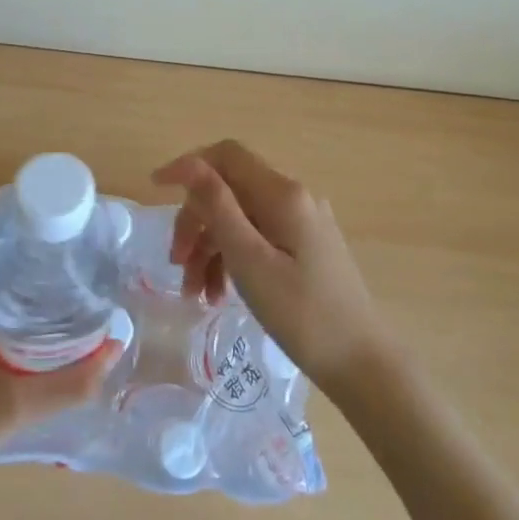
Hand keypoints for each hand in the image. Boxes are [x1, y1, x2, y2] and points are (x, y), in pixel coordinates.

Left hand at [0, 243, 119, 512]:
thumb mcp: (13, 406)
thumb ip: (70, 381)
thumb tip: (116, 347)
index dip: (29, 231)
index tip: (68, 230)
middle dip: (33, 253)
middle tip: (79, 255)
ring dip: (22, 276)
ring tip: (69, 277)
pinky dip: (8, 298)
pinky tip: (40, 313)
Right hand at [157, 140, 392, 397]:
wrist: (363, 364)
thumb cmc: (302, 314)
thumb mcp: (250, 260)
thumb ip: (218, 207)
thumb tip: (190, 164)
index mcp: (282, 193)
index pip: (226, 155)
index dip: (188, 166)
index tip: (155, 190)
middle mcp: (293, 196)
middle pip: (229, 190)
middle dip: (196, 221)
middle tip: (176, 264)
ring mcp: (301, 222)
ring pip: (240, 218)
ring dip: (210, 247)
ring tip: (194, 293)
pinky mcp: (304, 246)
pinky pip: (257, 238)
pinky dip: (233, 259)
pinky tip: (218, 294)